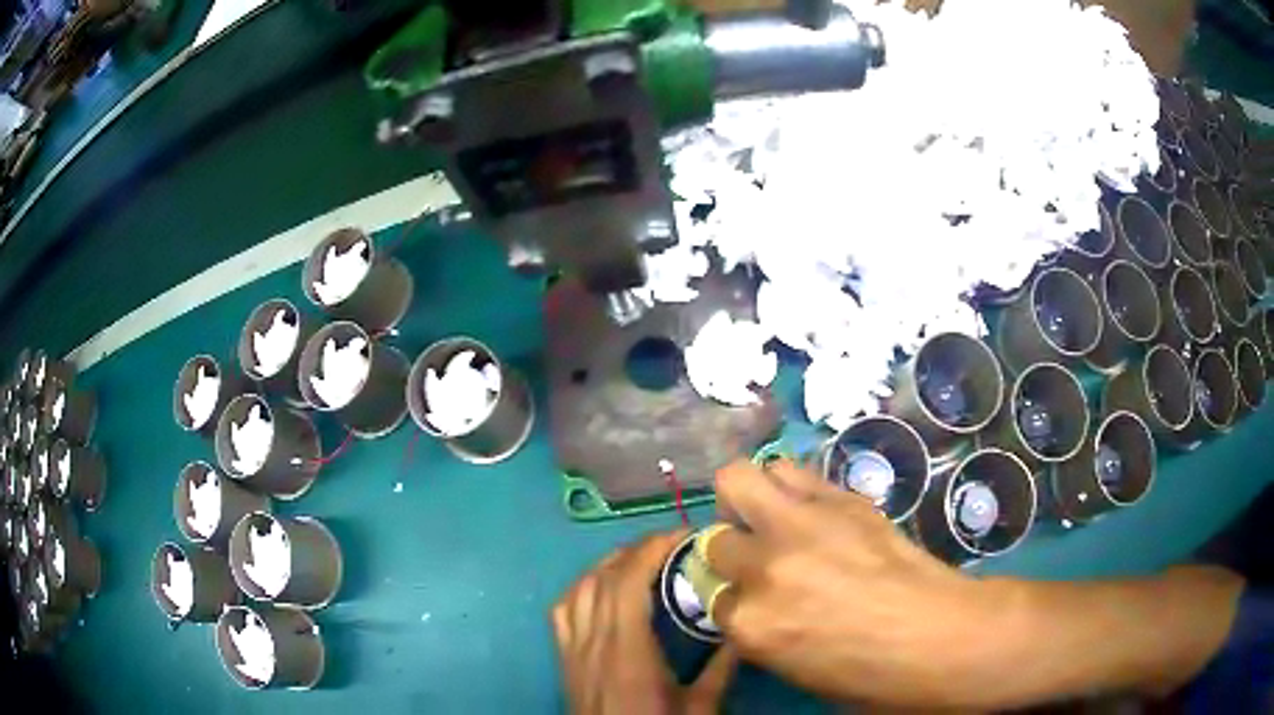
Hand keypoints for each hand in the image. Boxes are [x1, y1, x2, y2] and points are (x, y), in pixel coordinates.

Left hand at [553, 531, 737, 714]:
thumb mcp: (699, 708)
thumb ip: (721, 669)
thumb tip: (742, 627)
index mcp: (628, 655)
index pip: (629, 584)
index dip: (653, 549)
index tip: (685, 535)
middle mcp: (593, 644)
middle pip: (604, 579)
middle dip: (637, 549)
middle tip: (673, 542)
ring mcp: (572, 650)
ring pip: (579, 588)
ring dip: (609, 563)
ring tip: (641, 557)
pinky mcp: (563, 658)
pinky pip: (562, 609)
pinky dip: (581, 586)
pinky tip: (601, 586)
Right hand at [703, 460, 1003, 706]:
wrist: (937, 634)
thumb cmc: (868, 672)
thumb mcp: (794, 666)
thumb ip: (760, 628)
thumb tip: (752, 601)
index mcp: (752, 624)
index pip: (713, 598)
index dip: (736, 600)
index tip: (754, 601)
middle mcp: (766, 567)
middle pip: (717, 542)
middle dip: (733, 551)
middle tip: (760, 557)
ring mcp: (802, 525)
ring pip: (738, 479)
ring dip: (747, 498)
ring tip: (771, 515)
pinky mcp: (839, 497)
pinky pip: (791, 472)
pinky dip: (789, 485)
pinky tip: (808, 506)